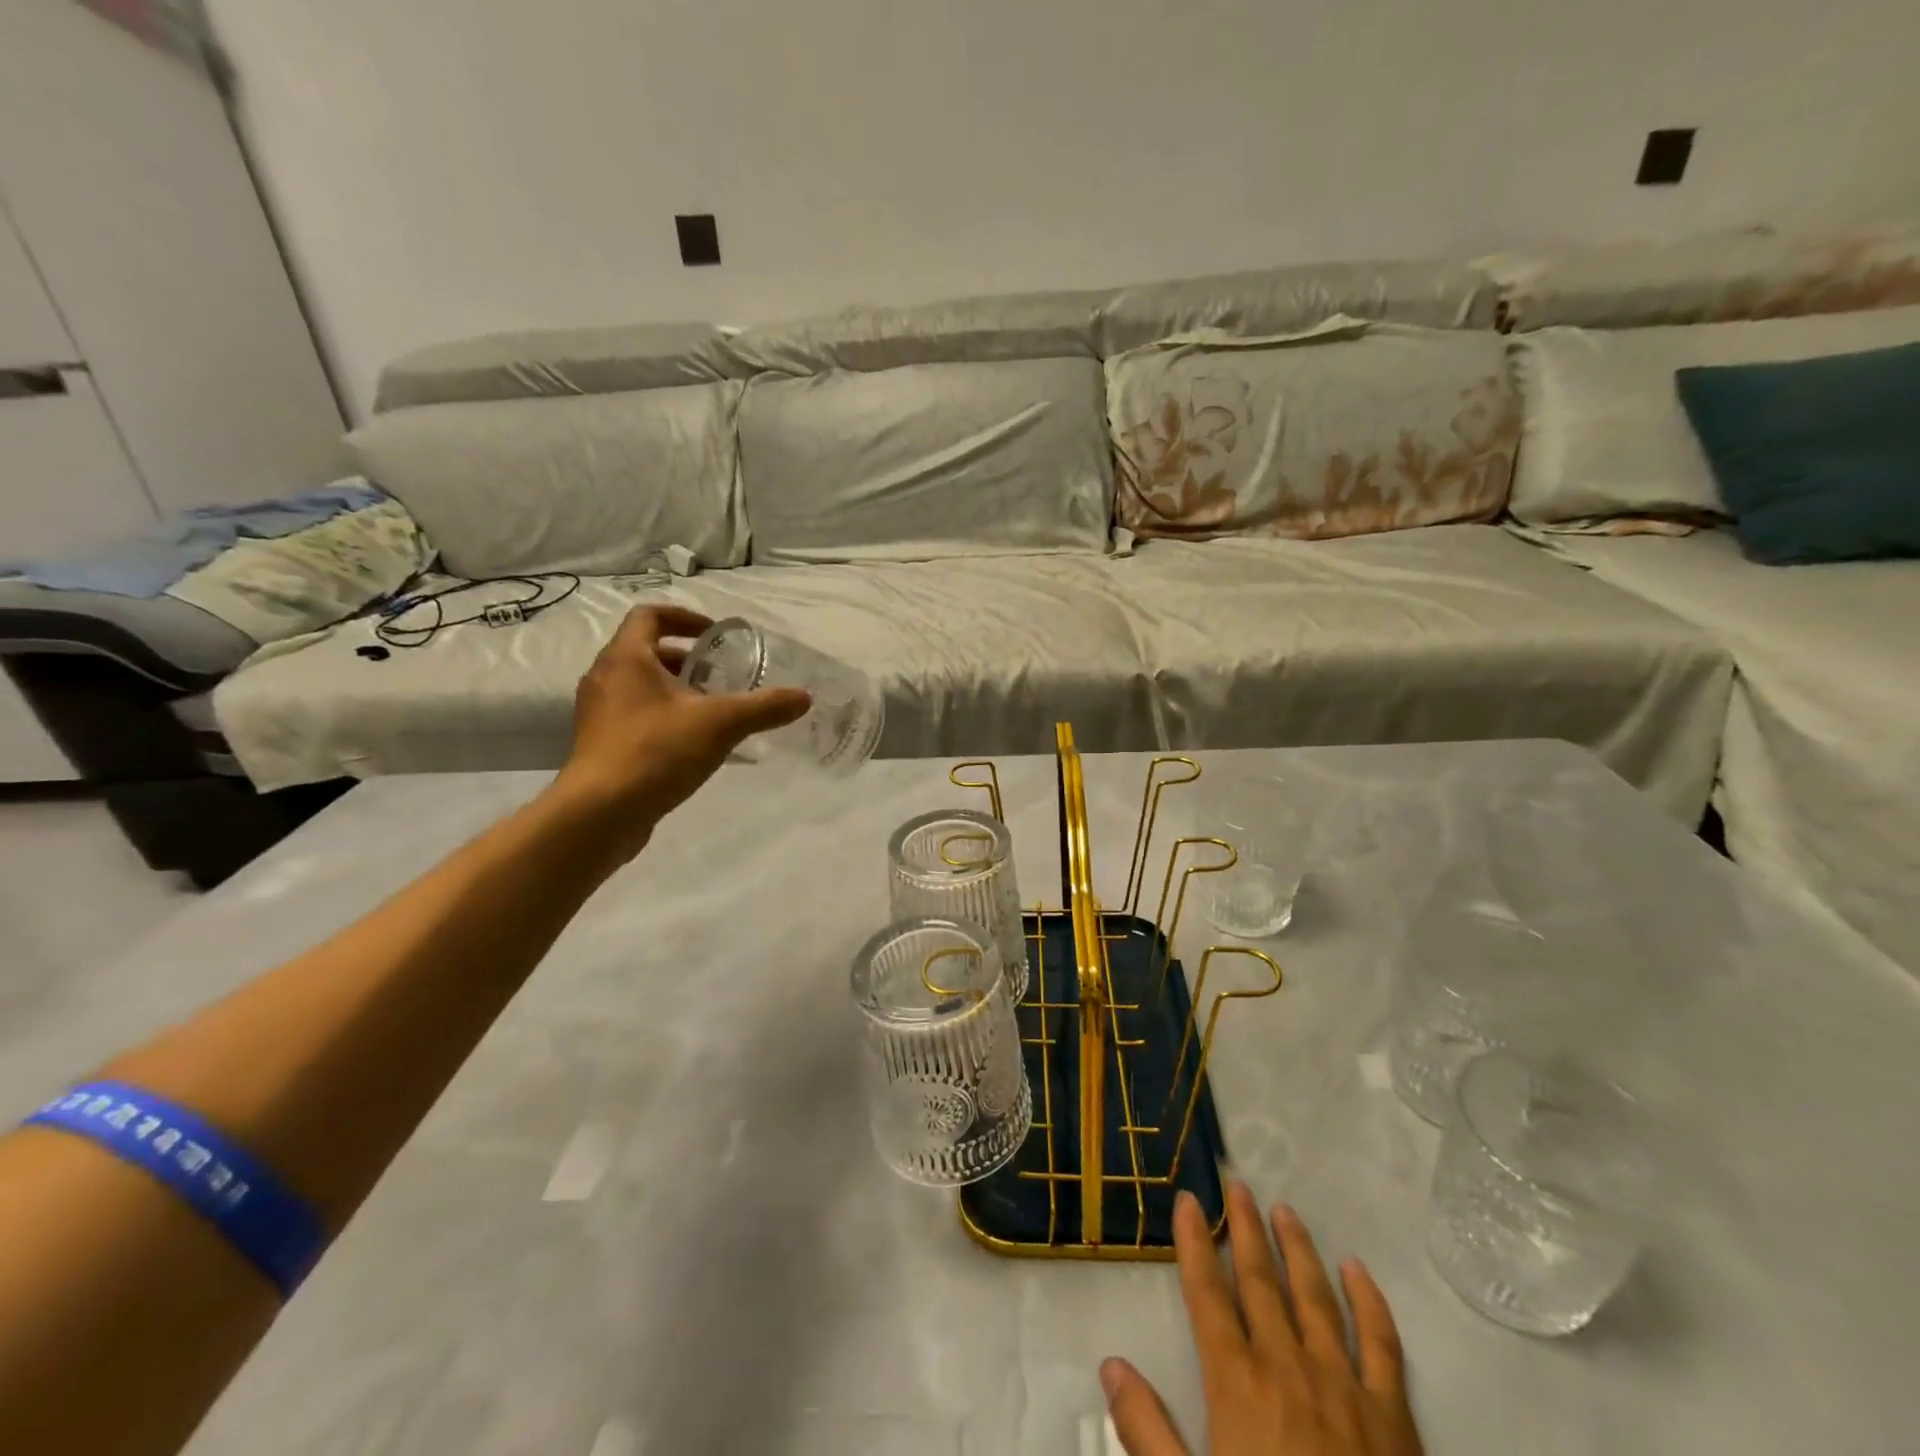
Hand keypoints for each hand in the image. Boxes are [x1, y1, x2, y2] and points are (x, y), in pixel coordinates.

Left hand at [546, 606, 809, 860]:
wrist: (599, 814)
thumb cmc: (655, 752)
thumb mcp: (720, 724)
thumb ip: (764, 707)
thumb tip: (804, 697)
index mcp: (626, 659)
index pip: (650, 616)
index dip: (685, 617)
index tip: (715, 635)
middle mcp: (605, 678)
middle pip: (646, 652)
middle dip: (686, 660)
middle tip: (720, 676)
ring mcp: (599, 714)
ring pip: (640, 687)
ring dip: (675, 690)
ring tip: (712, 710)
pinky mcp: (601, 745)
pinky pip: (635, 717)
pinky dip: (663, 717)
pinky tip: (692, 744)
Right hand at [1102, 1184, 1421, 1455]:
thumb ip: (1147, 1432)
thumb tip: (1110, 1364)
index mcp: (1238, 1385)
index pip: (1208, 1296)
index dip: (1194, 1244)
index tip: (1187, 1200)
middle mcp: (1288, 1369)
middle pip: (1262, 1282)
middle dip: (1245, 1229)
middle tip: (1237, 1184)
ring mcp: (1345, 1389)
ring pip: (1316, 1298)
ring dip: (1297, 1249)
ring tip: (1284, 1210)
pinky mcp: (1394, 1421)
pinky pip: (1383, 1347)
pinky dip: (1370, 1303)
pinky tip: (1357, 1270)